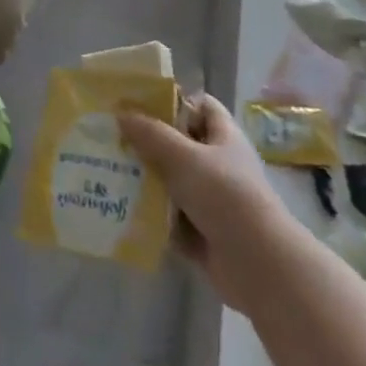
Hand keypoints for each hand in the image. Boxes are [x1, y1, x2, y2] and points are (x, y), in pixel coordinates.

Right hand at [118, 95, 282, 315]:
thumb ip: (151, 134)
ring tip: (107, 171)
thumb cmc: (225, 196)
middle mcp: (219, 165)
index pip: (201, 106)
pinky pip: (170, 217)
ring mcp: (211, 200)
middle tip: (112, 138)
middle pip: (180, 145)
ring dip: (146, 180)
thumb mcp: (184, 157)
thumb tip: (121, 113)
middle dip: (148, 142)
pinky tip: (120, 208)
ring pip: (172, 182)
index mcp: (224, 137)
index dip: (175, 101)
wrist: (258, 264)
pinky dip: (151, 215)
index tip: (139, 104)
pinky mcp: (202, 232)